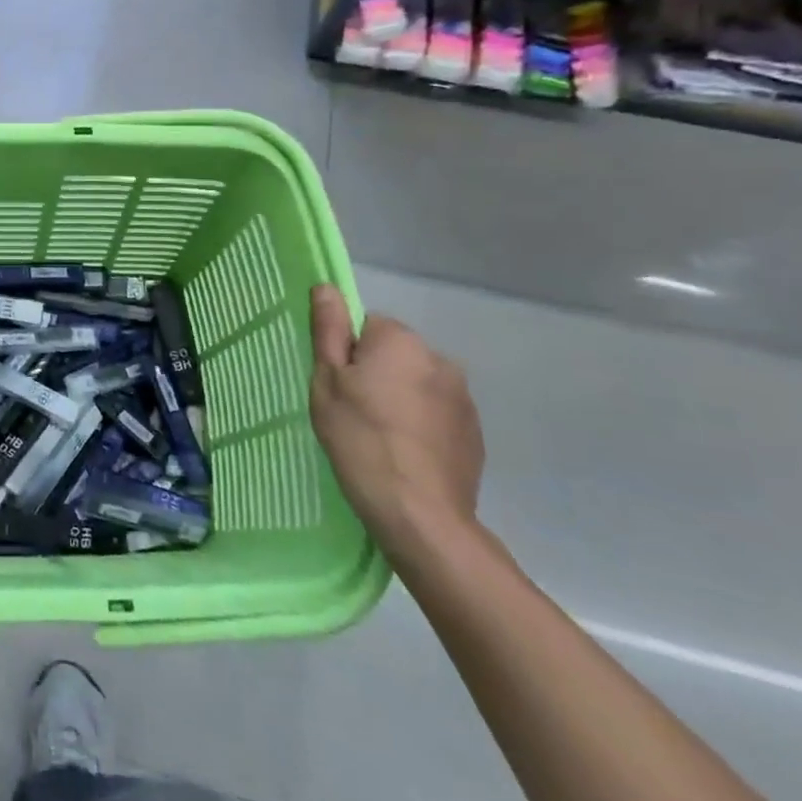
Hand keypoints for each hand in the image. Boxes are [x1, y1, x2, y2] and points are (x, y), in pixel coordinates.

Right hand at [309, 285, 483, 567]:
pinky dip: (420, 423)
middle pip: (393, 353)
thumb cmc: (360, 439)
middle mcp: (438, 357)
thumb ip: (329, 331)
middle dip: (375, 374)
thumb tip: (327, 287)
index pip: (365, 326)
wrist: (420, 513)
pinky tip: (405, 453)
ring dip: (400, 398)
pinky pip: (436, 412)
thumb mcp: (327, 383)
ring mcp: (463, 396)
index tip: (337, 386)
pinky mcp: (474, 430)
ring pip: (416, 383)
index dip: (346, 354)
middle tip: (352, 413)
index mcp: (400, 341)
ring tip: (380, 438)